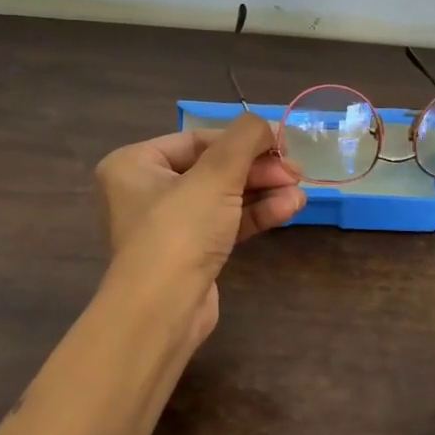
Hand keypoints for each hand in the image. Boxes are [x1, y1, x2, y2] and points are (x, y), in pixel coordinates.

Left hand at [94, 115, 304, 347]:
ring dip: (263, 192)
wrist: (163, 310)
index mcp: (135, 164)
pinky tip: (289, 208)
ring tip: (300, 192)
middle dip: (257, 169)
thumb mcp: (215, 175)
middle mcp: (146, 190)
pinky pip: (225, 223)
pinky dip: (255, 214)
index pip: (197, 139)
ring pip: (223, 197)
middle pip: (213, 168)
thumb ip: (244, 139)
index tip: (281, 144)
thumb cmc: (180, 230)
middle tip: (295, 171)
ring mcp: (169, 225)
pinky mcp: (190, 253)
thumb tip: (264, 124)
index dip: (242, 140)